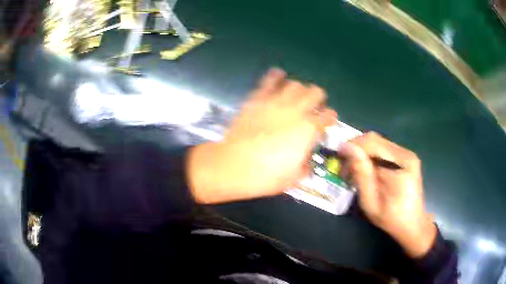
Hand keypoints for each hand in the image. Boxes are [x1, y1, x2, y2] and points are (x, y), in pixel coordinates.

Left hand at [187, 68, 336, 203]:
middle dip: (318, 97)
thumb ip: (305, 167)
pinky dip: (275, 76)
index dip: (331, 117)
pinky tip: (278, 76)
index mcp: (308, 130)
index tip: (328, 120)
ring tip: (296, 94)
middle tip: (314, 104)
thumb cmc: (266, 176)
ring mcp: (275, 103)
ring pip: (294, 84)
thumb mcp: (293, 177)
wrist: (234, 165)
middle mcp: (295, 111)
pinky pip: (268, 82)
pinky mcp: (257, 99)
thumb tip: (306, 163)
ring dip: (299, 88)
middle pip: (315, 93)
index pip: (328, 116)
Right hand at [338, 132, 436, 257]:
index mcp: (400, 164)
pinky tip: (367, 171)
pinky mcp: (406, 158)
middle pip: (374, 139)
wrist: (412, 224)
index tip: (338, 158)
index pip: (371, 143)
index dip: (352, 146)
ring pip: (378, 142)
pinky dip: (371, 157)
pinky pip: (383, 149)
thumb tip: (347, 148)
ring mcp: (407, 154)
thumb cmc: (391, 219)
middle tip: (345, 168)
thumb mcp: (371, 202)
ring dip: (362, 153)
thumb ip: (361, 174)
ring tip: (355, 171)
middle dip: (356, 150)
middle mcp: (405, 153)